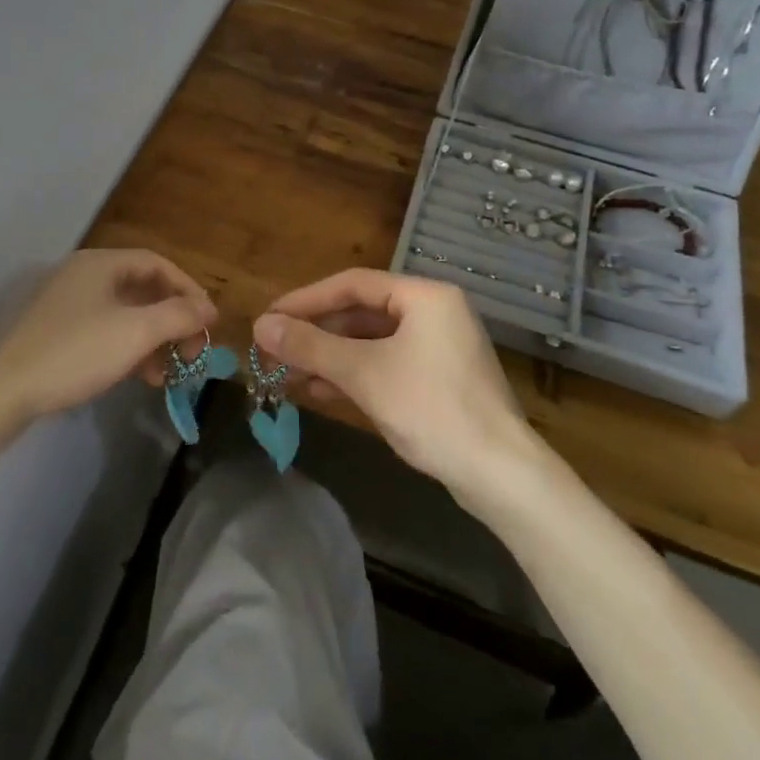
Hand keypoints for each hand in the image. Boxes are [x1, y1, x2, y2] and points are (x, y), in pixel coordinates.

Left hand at [0, 249, 215, 463]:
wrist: (3, 390)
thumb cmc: (76, 352)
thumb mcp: (136, 332)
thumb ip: (178, 316)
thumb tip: (208, 309)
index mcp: (101, 264)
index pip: (158, 264)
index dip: (189, 289)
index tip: (209, 322)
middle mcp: (84, 275)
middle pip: (143, 289)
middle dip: (173, 320)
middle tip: (192, 350)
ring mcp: (67, 304)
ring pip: (125, 314)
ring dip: (153, 339)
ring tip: (169, 372)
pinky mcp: (56, 332)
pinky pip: (105, 331)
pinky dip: (128, 348)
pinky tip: (140, 377)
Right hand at [254, 269, 545, 504]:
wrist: (499, 475)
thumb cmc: (431, 409)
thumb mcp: (363, 373)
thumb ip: (310, 346)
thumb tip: (260, 326)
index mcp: (424, 296)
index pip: (352, 284)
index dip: (305, 299)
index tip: (269, 318)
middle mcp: (433, 312)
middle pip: (360, 312)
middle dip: (315, 333)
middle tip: (273, 349)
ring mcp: (437, 347)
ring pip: (370, 342)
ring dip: (328, 357)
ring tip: (286, 374)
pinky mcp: (437, 379)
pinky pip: (385, 364)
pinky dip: (352, 374)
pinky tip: (318, 390)